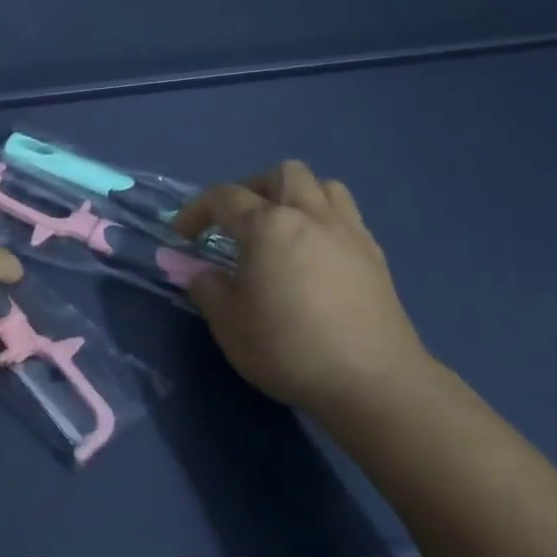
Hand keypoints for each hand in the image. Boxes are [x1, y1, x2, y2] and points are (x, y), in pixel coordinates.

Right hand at [174, 161, 437, 414]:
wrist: (373, 381)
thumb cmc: (289, 350)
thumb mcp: (230, 324)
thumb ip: (206, 288)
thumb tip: (197, 271)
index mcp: (268, 226)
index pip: (223, 198)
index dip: (196, 211)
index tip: (182, 237)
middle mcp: (309, 215)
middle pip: (281, 174)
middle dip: (252, 189)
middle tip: (237, 222)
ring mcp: (348, 231)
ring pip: (322, 185)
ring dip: (294, 196)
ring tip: (280, 228)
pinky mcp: (374, 254)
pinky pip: (345, 214)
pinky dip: (322, 219)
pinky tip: (314, 254)